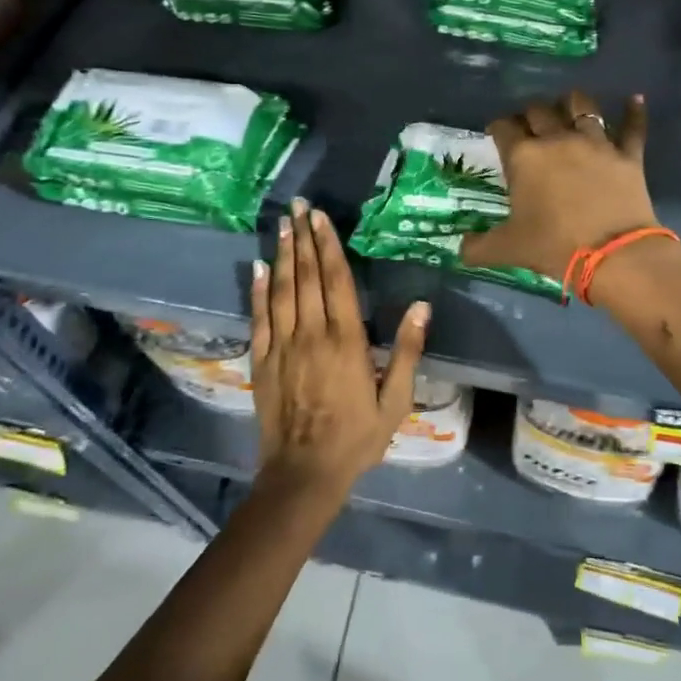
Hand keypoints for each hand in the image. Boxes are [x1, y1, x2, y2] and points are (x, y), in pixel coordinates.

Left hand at [251, 198, 429, 495]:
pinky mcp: (263, 361)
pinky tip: (258, 268)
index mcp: (347, 340)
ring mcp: (283, 346)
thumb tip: (422, 306)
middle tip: (298, 207)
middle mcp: (313, 334)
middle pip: (306, 277)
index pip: (337, 281)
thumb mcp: (396, 400)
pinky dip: (258, 291)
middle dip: (302, 239)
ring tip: (282, 226)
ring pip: (282, 290)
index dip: (328, 246)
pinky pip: (260, 317)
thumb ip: (407, 351)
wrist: (305, 474)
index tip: (320, 218)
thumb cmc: (357, 437)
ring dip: (282, 256)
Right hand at [459, 90, 662, 283]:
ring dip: (572, 103)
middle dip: (530, 114)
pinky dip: (634, 112)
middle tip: (529, 125)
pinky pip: (632, 127)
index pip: (503, 128)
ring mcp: (596, 143)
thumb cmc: (553, 246)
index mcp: (524, 156)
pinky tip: (635, 100)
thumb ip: (478, 247)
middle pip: (539, 110)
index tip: (496, 132)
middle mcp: (557, 139)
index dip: (498, 127)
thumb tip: (460, 249)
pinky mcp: (627, 155)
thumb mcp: (508, 249)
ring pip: (582, 106)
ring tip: (569, 106)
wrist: (612, 254)